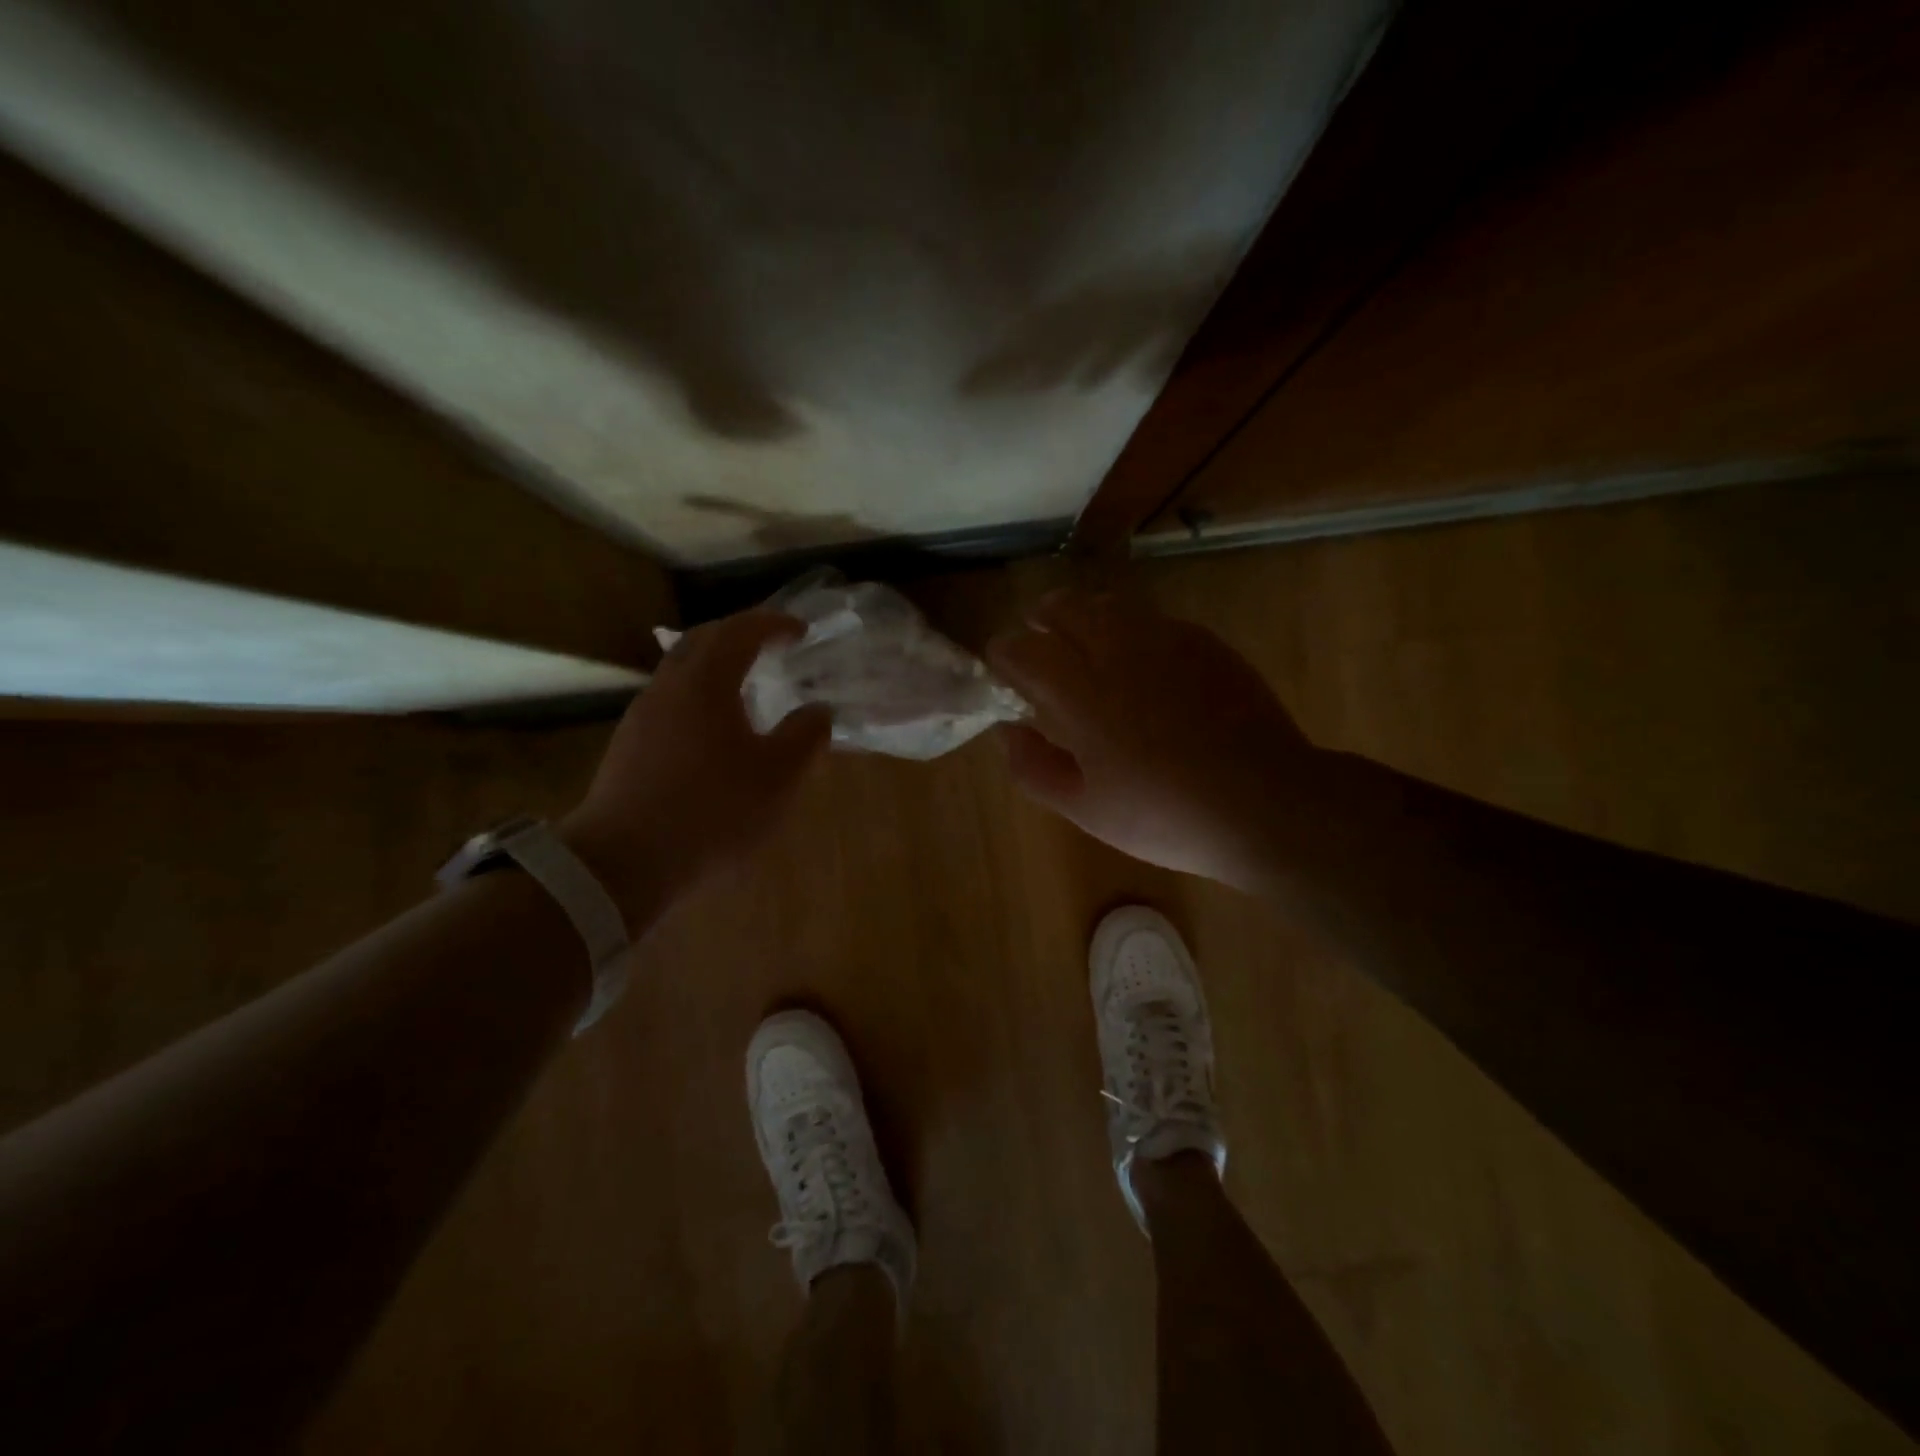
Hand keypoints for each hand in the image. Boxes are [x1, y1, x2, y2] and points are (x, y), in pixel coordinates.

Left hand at [563, 611, 830, 915]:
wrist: (624, 862)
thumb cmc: (713, 810)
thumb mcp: (778, 776)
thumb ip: (805, 736)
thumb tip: (818, 710)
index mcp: (705, 682)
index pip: (740, 631)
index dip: (774, 624)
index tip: (801, 630)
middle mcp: (668, 687)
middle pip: (702, 641)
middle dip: (739, 634)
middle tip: (770, 644)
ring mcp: (641, 717)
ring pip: (681, 672)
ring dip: (716, 667)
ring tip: (747, 687)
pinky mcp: (628, 748)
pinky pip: (670, 703)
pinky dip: (699, 698)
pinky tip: (716, 732)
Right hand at [985, 589, 1317, 889]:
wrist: (1264, 803)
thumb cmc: (1164, 815)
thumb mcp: (1085, 809)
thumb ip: (1033, 767)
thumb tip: (1008, 731)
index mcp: (1079, 692)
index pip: (1021, 648)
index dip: (1003, 653)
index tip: (1004, 669)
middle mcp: (1116, 650)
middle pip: (1063, 607)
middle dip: (1041, 620)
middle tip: (1040, 646)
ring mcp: (1165, 639)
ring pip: (1108, 604)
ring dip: (1085, 618)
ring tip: (1087, 648)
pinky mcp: (1203, 642)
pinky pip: (1153, 619)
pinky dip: (1131, 630)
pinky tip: (1142, 663)